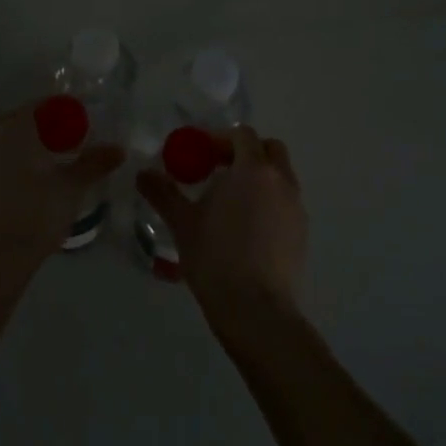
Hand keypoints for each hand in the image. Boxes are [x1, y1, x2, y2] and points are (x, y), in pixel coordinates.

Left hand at [0, 104, 123, 268]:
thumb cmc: (37, 214)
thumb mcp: (72, 187)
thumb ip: (94, 164)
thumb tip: (118, 149)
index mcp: (16, 130)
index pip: (38, 107)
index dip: (59, 112)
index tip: (76, 126)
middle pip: (15, 121)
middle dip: (37, 127)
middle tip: (59, 144)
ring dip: (18, 147)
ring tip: (40, 166)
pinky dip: (3, 168)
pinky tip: (17, 189)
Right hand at [138, 125, 306, 327]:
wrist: (256, 310)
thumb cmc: (216, 258)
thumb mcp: (182, 223)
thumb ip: (163, 193)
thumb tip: (143, 173)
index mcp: (253, 170)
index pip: (243, 135)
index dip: (220, 139)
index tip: (199, 154)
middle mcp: (280, 181)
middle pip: (269, 149)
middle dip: (245, 152)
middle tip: (218, 170)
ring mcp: (296, 207)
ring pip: (280, 176)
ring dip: (258, 177)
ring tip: (230, 201)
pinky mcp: (302, 232)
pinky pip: (285, 202)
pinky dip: (269, 201)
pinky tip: (246, 227)